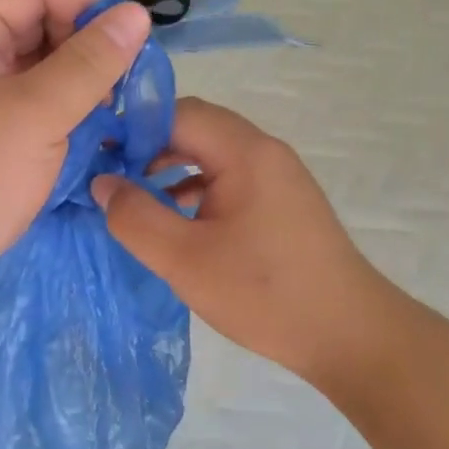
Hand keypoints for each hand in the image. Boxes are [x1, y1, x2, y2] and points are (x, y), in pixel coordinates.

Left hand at [0, 0, 150, 335]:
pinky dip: (68, 111)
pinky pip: (35, 104)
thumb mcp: (36, 115)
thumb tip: (136, 14)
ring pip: (41, 66)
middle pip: (40, 22)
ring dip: (83, 81)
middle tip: (133, 79)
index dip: (88, 0)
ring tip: (121, 108)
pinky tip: (99, 131)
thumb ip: (90, 62)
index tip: (134, 36)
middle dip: (89, 44)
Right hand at [91, 99, 399, 390]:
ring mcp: (278, 176)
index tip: (98, 157)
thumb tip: (103, 184)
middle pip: (196, 128)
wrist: (350, 336)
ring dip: (172, 168)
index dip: (132, 129)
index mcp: (245, 152)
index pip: (178, 112)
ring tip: (137, 200)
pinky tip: (178, 220)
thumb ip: (135, 217)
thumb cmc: (264, 294)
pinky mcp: (283, 202)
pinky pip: (230, 178)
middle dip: (149, 147)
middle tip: (112, 179)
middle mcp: (265, 151)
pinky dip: (197, 188)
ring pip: (212, 154)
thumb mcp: (184, 259)